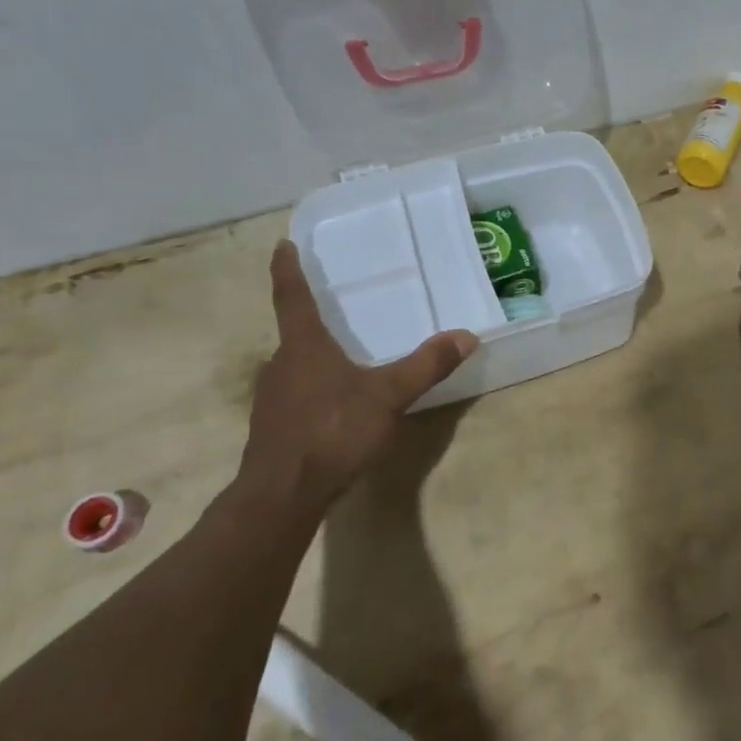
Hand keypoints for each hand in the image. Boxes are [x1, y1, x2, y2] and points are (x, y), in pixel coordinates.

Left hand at [243, 241, 478, 505]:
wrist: (281, 496)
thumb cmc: (331, 432)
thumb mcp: (387, 397)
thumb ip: (426, 366)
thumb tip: (466, 335)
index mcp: (303, 347)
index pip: (292, 297)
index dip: (288, 269)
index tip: (283, 244)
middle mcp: (281, 365)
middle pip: (295, 333)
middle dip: (313, 320)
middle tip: (336, 307)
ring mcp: (274, 399)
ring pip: (296, 366)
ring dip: (314, 357)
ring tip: (343, 356)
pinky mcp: (275, 429)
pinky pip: (297, 395)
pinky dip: (316, 389)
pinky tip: (337, 405)